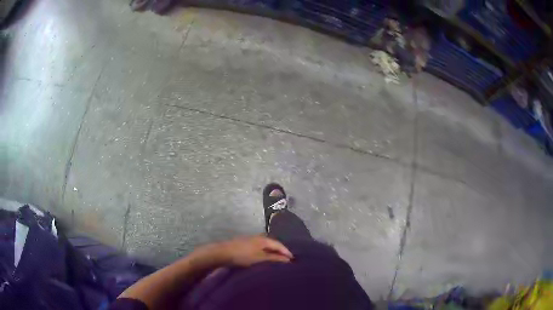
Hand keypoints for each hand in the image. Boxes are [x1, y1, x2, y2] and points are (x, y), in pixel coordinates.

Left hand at [218, 235, 293, 266]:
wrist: (222, 253)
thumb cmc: (243, 255)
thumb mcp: (260, 258)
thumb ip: (274, 258)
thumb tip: (288, 259)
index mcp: (264, 239)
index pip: (279, 244)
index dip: (287, 252)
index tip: (293, 260)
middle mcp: (259, 238)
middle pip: (273, 244)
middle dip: (281, 252)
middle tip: (287, 261)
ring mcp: (251, 241)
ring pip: (266, 247)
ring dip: (273, 253)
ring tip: (278, 262)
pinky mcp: (245, 245)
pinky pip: (260, 249)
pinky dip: (266, 254)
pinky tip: (265, 260)